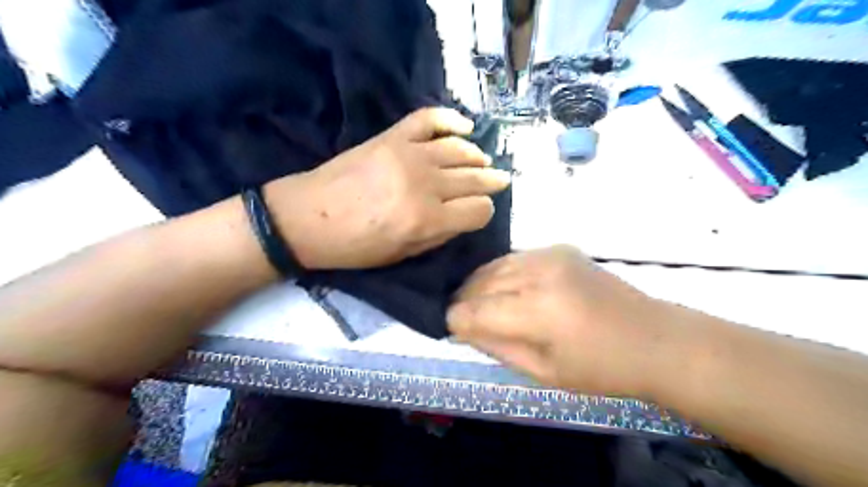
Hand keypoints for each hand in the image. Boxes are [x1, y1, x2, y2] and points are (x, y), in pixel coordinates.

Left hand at [265, 107, 509, 270]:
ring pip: (460, 149)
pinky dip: (450, 119)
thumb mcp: (401, 255)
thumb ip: (439, 235)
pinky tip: (464, 127)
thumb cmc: (354, 247)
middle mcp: (425, 184)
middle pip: (475, 177)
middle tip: (499, 180)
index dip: (483, 212)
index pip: (479, 210)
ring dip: (477, 156)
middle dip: (491, 181)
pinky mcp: (391, 136)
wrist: (306, 217)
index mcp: (427, 219)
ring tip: (482, 161)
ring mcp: (408, 154)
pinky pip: (429, 119)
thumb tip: (463, 216)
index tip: (478, 212)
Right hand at [446, 246, 669, 397]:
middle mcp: (540, 273)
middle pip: (479, 282)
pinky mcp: (558, 247)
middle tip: (460, 318)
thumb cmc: (601, 368)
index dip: (454, 320)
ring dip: (478, 285)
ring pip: (493, 266)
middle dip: (463, 301)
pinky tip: (503, 289)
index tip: (448, 329)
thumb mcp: (543, 372)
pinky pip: (513, 258)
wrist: (654, 338)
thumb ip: (496, 346)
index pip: (474, 310)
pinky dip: (500, 273)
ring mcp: (550, 254)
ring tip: (477, 304)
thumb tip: (462, 329)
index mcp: (538, 311)